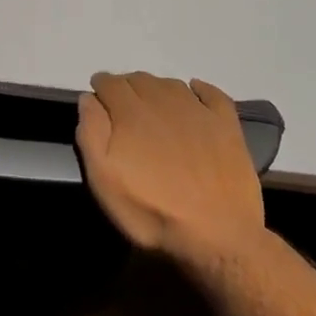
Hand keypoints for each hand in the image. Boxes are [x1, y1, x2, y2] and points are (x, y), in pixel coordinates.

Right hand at [76, 72, 264, 263]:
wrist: (217, 235)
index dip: (101, 85)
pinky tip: (195, 92)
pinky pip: (212, 94)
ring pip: (170, 84)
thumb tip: (89, 98)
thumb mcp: (104, 180)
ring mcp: (198, 111)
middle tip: (122, 104)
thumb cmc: (152, 211)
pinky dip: (200, 88)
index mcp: (131, 113)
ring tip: (152, 103)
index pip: (110, 83)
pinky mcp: (226, 125)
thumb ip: (91, 134)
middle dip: (126, 87)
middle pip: (139, 80)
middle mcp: (163, 101)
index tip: (98, 94)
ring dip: (156, 88)